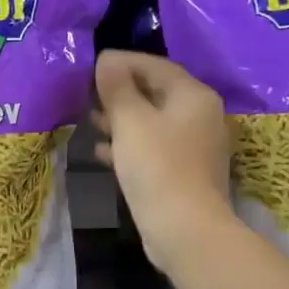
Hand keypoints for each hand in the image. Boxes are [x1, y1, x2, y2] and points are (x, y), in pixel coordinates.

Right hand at [92, 50, 236, 272]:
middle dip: (120, 92)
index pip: (155, 65)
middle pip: (156, 93)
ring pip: (153, 122)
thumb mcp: (130, 121)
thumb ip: (116, 88)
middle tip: (88, 94)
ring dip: (122, 119)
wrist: (184, 228)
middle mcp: (200, 116)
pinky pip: (154, 148)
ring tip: (91, 120)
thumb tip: (107, 60)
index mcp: (193, 96)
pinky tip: (102, 151)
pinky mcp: (184, 172)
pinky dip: (129, 145)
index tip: (92, 66)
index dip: (122, 62)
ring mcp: (195, 146)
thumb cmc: (157, 166)